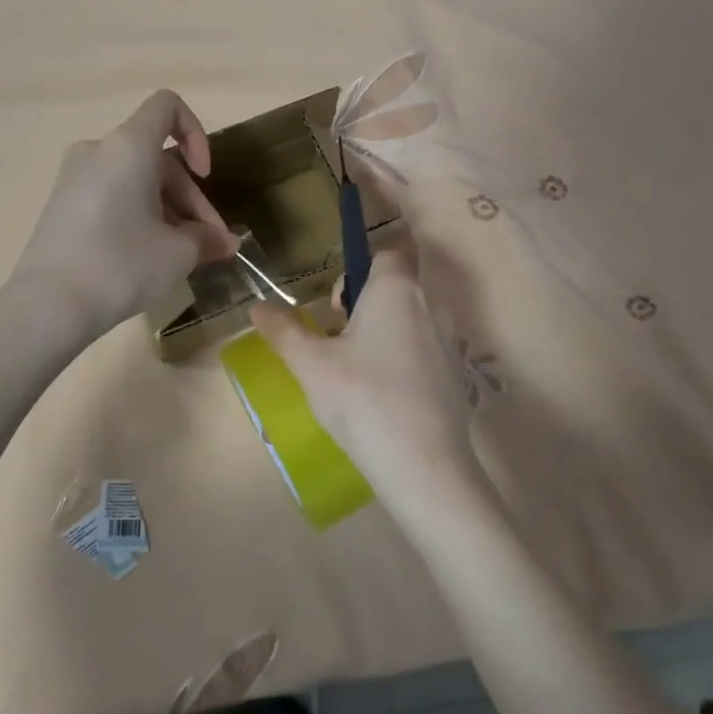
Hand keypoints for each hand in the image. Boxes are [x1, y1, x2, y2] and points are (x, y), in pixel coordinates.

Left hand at [13, 90, 238, 338]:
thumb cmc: (122, 265)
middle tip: (210, 244)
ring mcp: (74, 178)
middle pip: (157, 158)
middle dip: (190, 199)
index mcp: (127, 147)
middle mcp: (97, 151)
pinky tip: (149, 257)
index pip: (167, 106)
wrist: (49, 304)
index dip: (196, 133)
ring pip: (136, 181)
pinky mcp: (62, 206)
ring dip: (168, 211)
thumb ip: (208, 239)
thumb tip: (225, 243)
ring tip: (185, 257)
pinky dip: (138, 216)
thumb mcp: (178, 253)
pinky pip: (112, 197)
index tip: (204, 176)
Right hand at [249, 243, 484, 513]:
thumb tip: (257, 306)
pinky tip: (378, 396)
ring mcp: (448, 341)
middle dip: (362, 302)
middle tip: (334, 336)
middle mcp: (430, 304)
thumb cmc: (363, 400)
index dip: (362, 260)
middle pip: (395, 285)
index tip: (337, 294)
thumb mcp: (311, 365)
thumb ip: (284, 331)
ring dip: (379, 332)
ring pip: (408, 319)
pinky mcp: (455, 375)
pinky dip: (398, 359)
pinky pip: (421, 350)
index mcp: (397, 289)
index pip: (389, 247)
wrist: (424, 466)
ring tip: (351, 371)